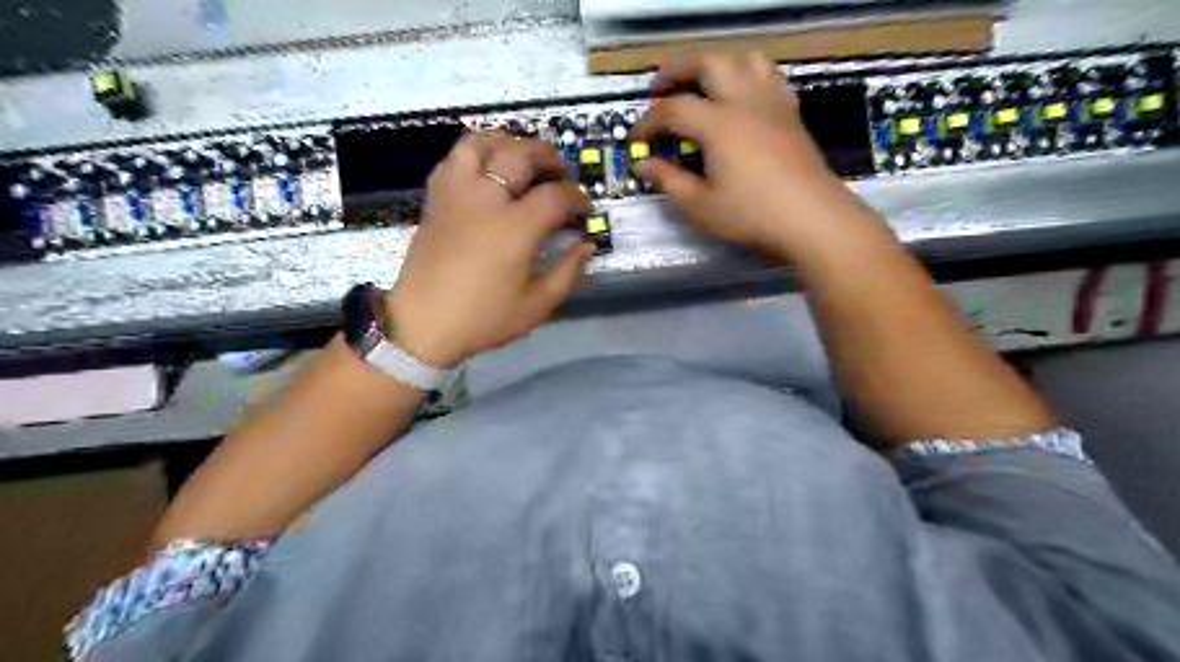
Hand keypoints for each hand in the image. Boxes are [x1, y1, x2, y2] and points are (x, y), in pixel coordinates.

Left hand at [385, 130, 594, 367]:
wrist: (423, 323)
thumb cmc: (483, 318)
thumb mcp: (536, 305)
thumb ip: (568, 272)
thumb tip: (586, 246)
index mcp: (515, 227)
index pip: (556, 195)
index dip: (576, 198)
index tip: (583, 208)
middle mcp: (487, 198)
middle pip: (522, 153)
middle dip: (549, 157)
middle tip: (559, 174)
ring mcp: (457, 193)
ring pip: (482, 143)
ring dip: (509, 142)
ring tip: (522, 158)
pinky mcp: (436, 197)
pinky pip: (455, 158)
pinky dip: (476, 153)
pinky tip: (486, 170)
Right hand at [637, 52, 873, 263]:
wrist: (812, 219)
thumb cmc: (751, 215)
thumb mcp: (701, 205)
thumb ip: (669, 181)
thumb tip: (643, 165)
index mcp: (718, 125)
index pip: (674, 109)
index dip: (649, 121)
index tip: (637, 138)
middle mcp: (744, 101)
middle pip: (708, 63)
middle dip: (677, 70)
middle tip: (659, 89)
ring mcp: (771, 103)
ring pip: (743, 59)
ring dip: (715, 63)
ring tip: (700, 83)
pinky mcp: (790, 112)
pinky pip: (768, 75)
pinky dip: (746, 74)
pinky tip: (739, 96)